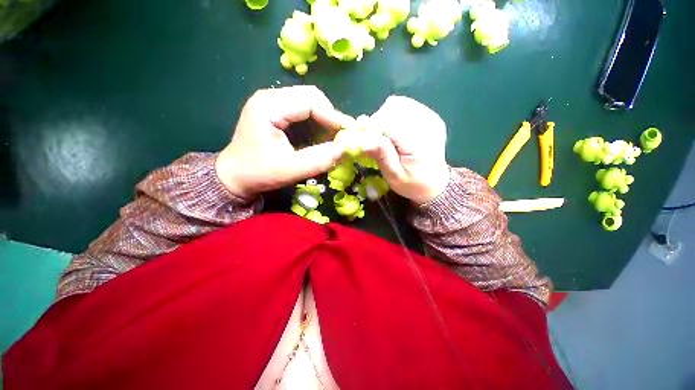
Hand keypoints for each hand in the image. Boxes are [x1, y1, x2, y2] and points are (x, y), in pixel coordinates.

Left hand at [216, 86, 349, 198]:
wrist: (234, 176)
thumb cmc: (257, 173)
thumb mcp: (289, 170)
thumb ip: (317, 160)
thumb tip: (343, 149)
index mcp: (269, 106)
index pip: (310, 100)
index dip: (332, 116)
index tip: (345, 136)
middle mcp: (271, 97)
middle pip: (311, 97)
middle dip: (329, 117)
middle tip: (339, 138)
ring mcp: (272, 102)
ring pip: (309, 103)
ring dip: (324, 121)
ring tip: (331, 140)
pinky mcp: (276, 111)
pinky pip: (303, 111)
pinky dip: (316, 124)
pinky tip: (318, 139)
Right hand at [359, 96, 449, 204]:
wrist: (434, 184)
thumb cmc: (412, 184)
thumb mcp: (394, 175)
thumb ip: (381, 154)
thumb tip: (362, 136)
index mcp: (419, 142)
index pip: (388, 120)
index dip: (372, 128)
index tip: (369, 141)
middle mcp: (427, 124)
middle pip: (392, 107)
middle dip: (379, 121)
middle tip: (379, 141)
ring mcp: (431, 117)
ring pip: (398, 103)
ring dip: (386, 117)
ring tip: (388, 136)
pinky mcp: (430, 116)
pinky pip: (406, 105)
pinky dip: (395, 115)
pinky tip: (397, 130)